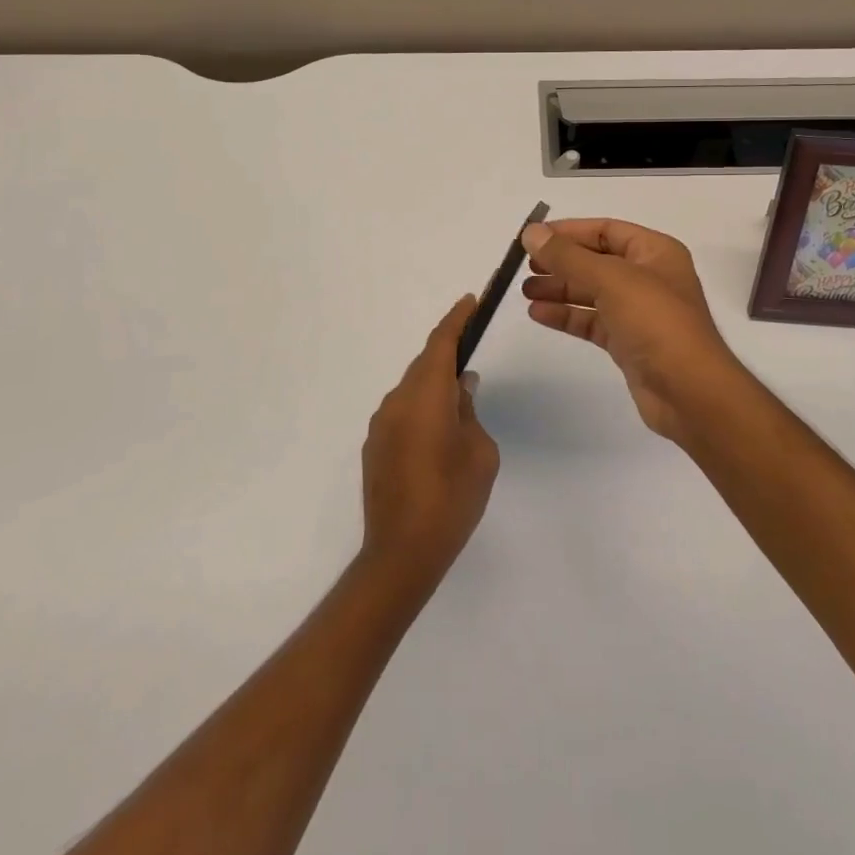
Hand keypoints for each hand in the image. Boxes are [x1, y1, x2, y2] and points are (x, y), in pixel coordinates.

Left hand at [359, 297, 500, 594]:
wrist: (401, 553)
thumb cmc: (452, 499)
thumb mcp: (479, 452)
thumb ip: (469, 411)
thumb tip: (460, 388)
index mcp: (426, 396)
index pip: (440, 344)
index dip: (456, 320)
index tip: (469, 301)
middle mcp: (398, 401)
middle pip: (424, 365)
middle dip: (447, 354)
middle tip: (471, 352)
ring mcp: (381, 424)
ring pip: (411, 390)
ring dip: (432, 386)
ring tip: (458, 402)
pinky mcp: (374, 447)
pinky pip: (401, 412)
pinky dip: (420, 409)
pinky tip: (436, 434)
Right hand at [520, 219, 744, 442]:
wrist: (689, 392)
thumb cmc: (656, 323)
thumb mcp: (611, 280)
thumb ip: (568, 256)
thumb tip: (531, 231)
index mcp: (655, 252)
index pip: (606, 230)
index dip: (569, 232)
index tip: (533, 238)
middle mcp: (648, 277)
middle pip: (596, 261)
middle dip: (560, 262)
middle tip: (524, 267)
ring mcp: (639, 311)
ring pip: (591, 292)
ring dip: (559, 289)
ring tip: (524, 291)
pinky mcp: (628, 342)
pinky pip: (592, 321)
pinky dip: (566, 316)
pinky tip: (538, 314)